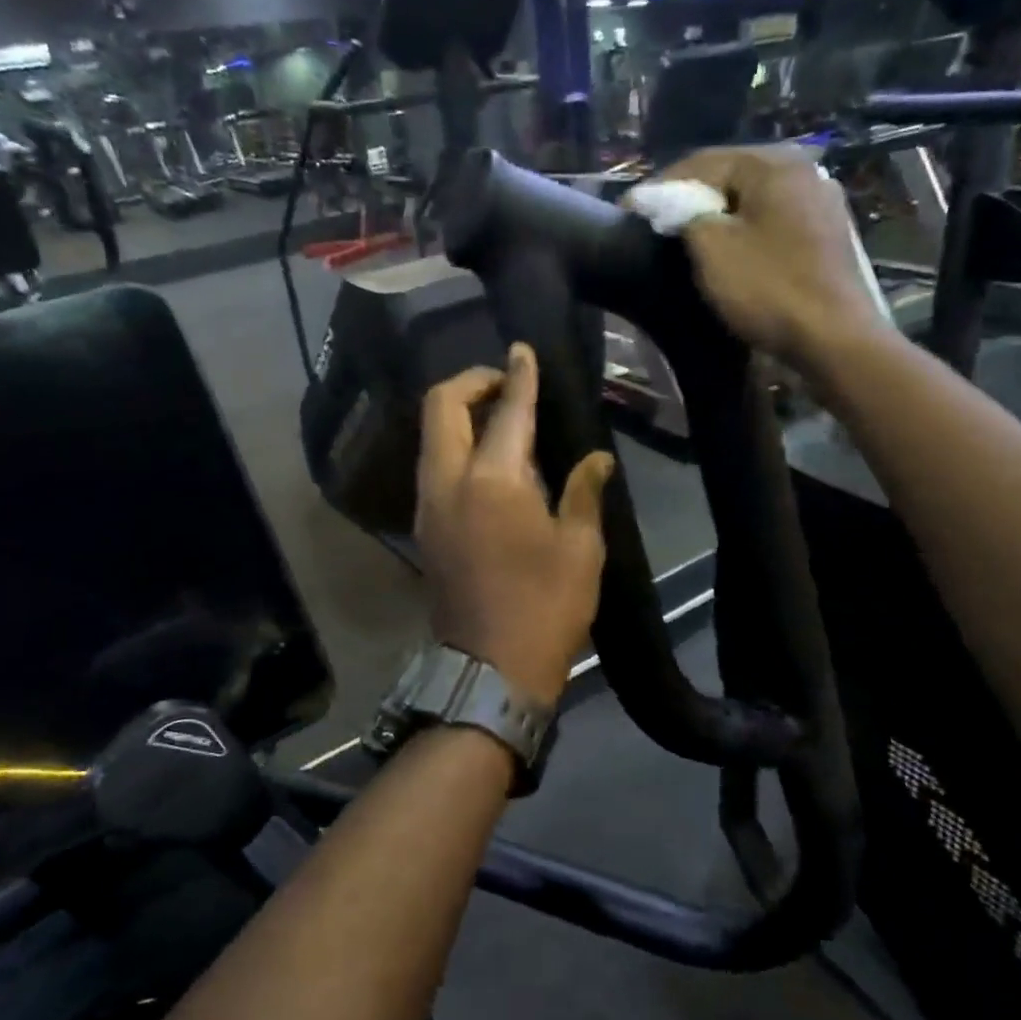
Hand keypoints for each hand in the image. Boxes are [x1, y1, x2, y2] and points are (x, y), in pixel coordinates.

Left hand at [416, 346, 615, 706]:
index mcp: (493, 481)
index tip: (523, 350)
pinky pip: (434, 465)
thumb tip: (596, 458)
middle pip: (442, 406)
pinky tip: (490, 463)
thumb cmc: (546, 608)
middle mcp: (449, 481)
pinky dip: (455, 445)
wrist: (490, 669)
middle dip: (471, 382)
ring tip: (502, 420)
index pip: (506, 410)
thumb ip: (583, 492)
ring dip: (460, 414)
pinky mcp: (424, 526)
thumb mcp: (580, 549)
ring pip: (432, 435)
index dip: (518, 375)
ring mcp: (428, 504)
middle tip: (506, 384)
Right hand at [659, 146, 886, 360]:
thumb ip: (685, 214)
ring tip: (690, 238)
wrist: (834, 337)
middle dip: (692, 198)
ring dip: (720, 215)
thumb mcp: (711, 249)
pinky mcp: (828, 233)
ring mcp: (822, 201)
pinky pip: (774, 221)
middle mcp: (803, 169)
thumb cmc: (768, 288)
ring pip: (754, 199)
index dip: (661, 186)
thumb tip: (671, 202)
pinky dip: (746, 231)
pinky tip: (732, 251)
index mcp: (773, 163)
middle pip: (732, 176)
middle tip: (658, 223)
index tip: (631, 210)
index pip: (702, 161)